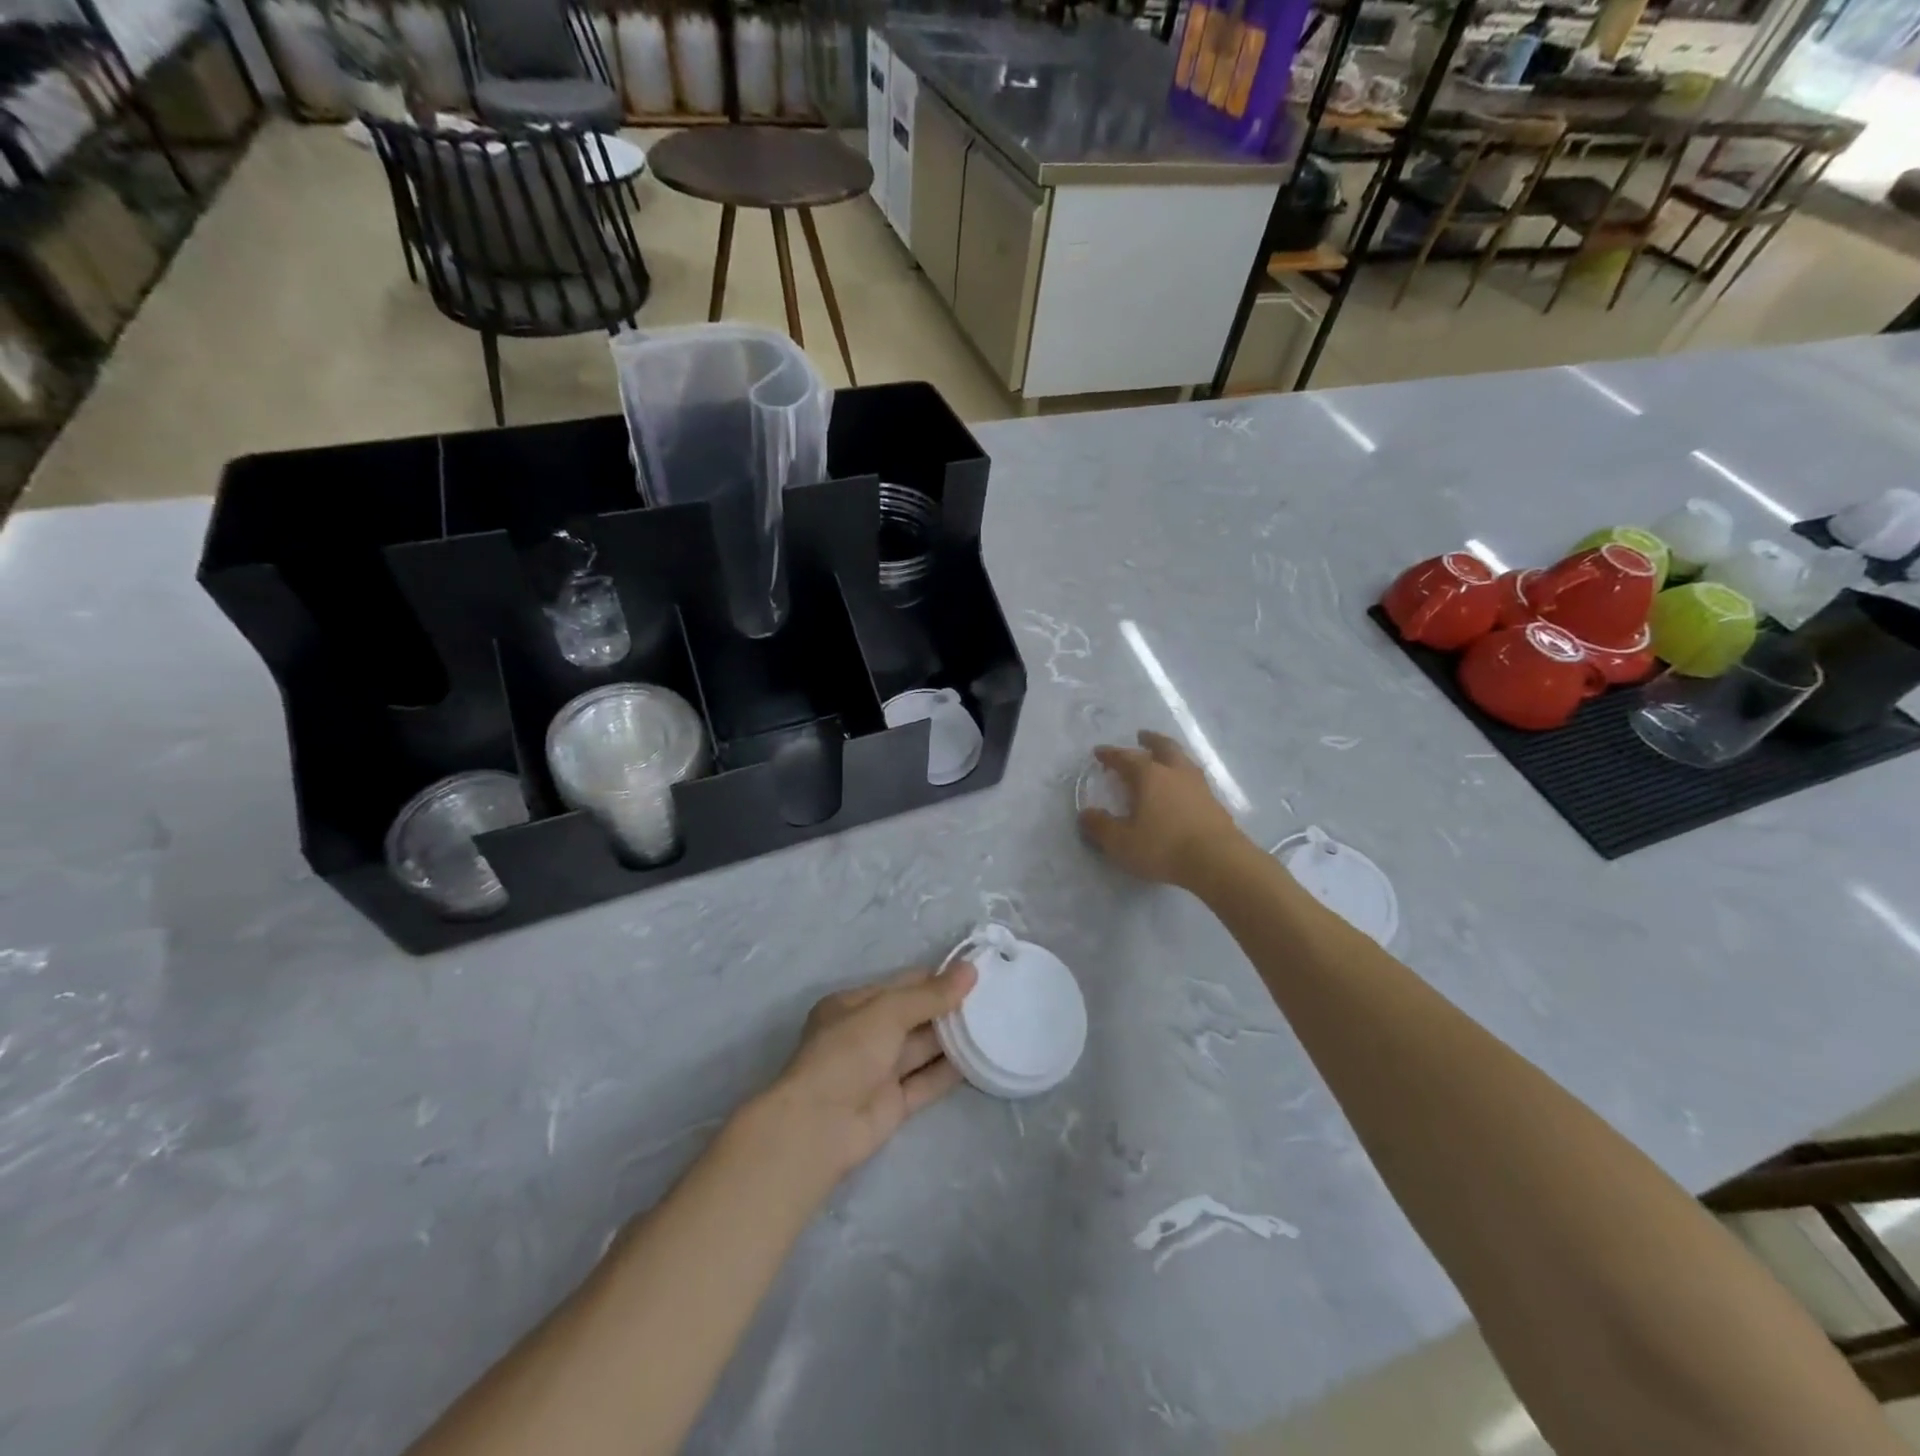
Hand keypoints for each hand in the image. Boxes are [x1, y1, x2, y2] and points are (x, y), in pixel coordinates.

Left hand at [757, 964, 978, 1188]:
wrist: (819, 1126)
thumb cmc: (847, 1053)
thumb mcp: (887, 1012)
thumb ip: (930, 995)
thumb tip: (970, 969)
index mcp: (853, 1006)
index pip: (901, 985)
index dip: (935, 979)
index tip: (974, 974)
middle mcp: (865, 1035)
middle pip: (914, 1016)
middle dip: (948, 1008)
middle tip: (992, 997)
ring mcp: (879, 1071)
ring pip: (922, 1049)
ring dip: (953, 1039)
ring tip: (994, 1023)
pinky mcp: (894, 1104)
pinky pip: (926, 1081)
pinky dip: (950, 1071)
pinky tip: (980, 1059)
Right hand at [1078, 730, 1246, 888]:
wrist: (1218, 861)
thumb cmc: (1163, 847)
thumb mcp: (1121, 842)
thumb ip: (1101, 827)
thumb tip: (1086, 814)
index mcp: (1150, 776)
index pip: (1126, 757)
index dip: (1111, 754)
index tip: (1100, 752)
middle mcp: (1176, 773)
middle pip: (1164, 747)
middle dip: (1151, 740)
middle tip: (1142, 736)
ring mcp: (1199, 786)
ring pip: (1183, 761)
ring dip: (1171, 755)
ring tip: (1165, 758)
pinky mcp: (1215, 803)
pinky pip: (1195, 780)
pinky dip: (1184, 777)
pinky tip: (1182, 788)